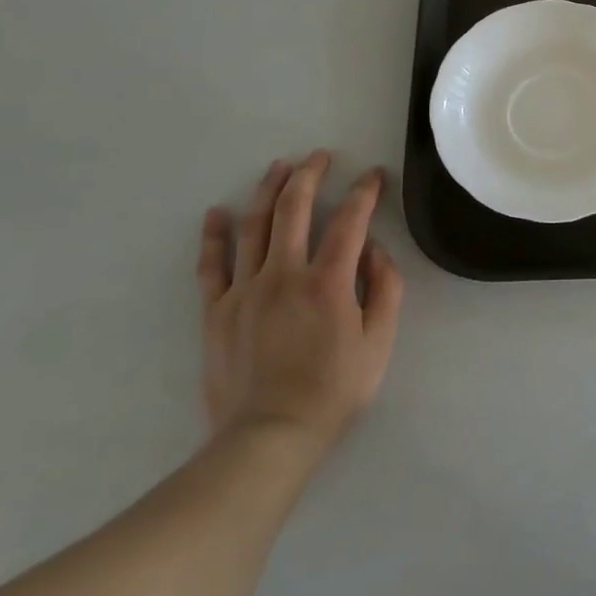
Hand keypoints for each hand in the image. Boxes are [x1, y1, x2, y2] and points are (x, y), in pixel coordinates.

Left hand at [197, 152, 403, 463]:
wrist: (268, 438)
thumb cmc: (333, 392)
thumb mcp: (378, 344)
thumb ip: (384, 290)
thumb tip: (374, 250)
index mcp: (328, 282)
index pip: (350, 221)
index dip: (364, 192)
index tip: (373, 176)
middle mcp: (284, 275)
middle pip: (294, 209)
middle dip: (310, 175)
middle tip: (320, 156)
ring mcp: (244, 290)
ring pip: (254, 226)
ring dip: (267, 190)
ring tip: (279, 166)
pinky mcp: (216, 311)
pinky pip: (211, 265)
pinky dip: (214, 236)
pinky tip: (217, 214)